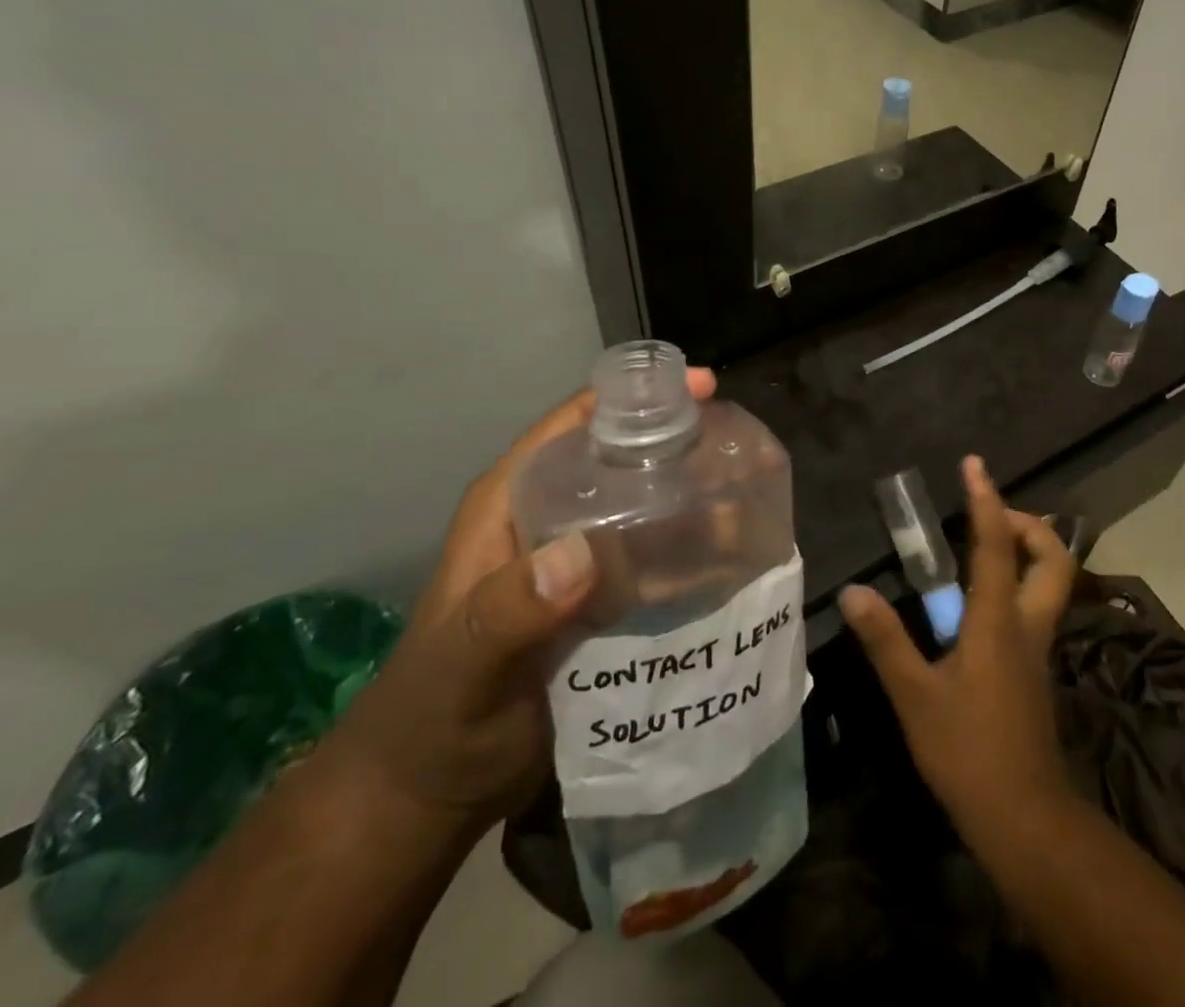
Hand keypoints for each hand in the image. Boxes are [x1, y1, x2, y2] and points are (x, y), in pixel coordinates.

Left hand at [325, 369, 716, 831]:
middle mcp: (553, 517)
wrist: (431, 794)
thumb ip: (510, 610)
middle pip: (626, 460)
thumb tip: (583, 555)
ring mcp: (582, 561)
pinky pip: (658, 562)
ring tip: (753, 503)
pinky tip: (735, 559)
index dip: (637, 397)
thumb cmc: (431, 717)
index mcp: (514, 501)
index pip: (578, 424)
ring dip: (699, 503)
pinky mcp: (604, 602)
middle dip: (685, 447)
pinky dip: (694, 554)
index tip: (703, 390)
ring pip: (649, 510)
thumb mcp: (462, 660)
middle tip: (745, 451)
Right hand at [838, 455, 1078, 844]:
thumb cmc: (969, 752)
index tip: (974, 465)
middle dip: (1030, 525)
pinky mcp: (1034, 670)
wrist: (1025, 819)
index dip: (986, 500)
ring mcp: (1037, 649)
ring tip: (983, 546)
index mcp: (999, 620)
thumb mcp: (915, 696)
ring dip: (1027, 551)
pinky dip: (1017, 583)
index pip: (997, 545)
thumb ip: (885, 641)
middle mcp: (1027, 624)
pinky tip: (978, 601)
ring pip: (1051, 583)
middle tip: (989, 514)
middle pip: (1054, 560)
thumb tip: (853, 591)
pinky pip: (1035, 607)